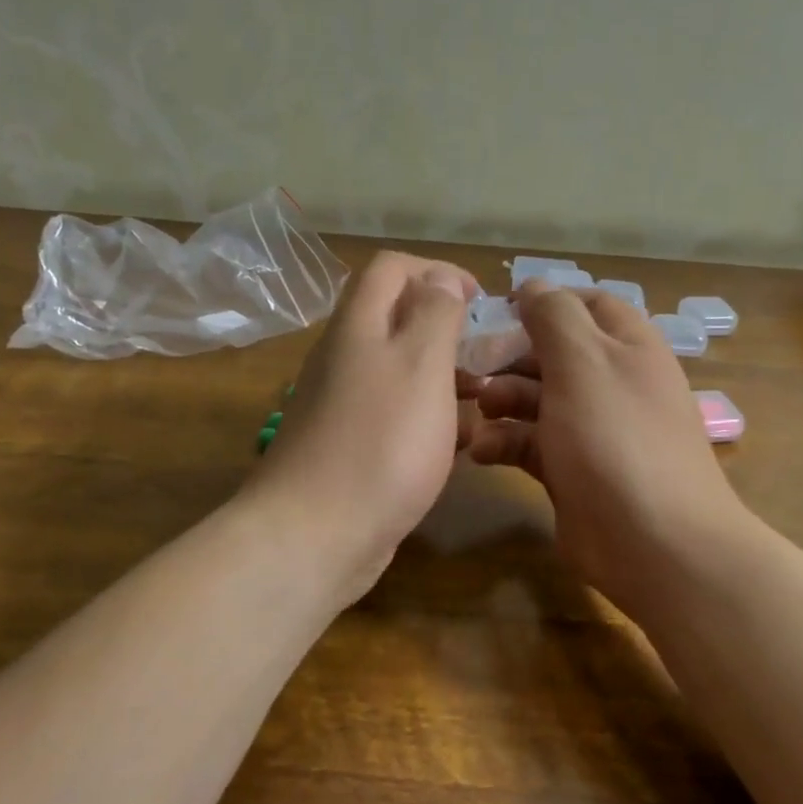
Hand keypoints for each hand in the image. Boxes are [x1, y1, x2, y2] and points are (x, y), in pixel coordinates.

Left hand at [244, 251, 477, 599]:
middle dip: (447, 330)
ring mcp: (342, 406)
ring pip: (400, 374)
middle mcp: (344, 358)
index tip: (481, 300)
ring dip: (444, 380)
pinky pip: (395, 418)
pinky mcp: (349, 448)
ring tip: (484, 402)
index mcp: (358, 326)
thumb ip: (436, 313)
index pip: (392, 267)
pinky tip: (459, 448)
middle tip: (488, 357)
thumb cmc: (381, 442)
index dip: (439, 270)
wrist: (315, 536)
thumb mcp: (421, 364)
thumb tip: (441, 276)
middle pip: (396, 320)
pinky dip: (428, 421)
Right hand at [464, 284, 745, 619]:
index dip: (542, 304)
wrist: (654, 542)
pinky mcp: (572, 472)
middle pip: (553, 354)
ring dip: (502, 400)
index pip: (585, 305)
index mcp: (627, 347)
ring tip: (476, 409)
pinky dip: (506, 443)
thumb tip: (533, 285)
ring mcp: (593, 430)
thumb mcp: (583, 362)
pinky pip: (532, 444)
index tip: (495, 312)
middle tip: (470, 368)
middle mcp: (612, 383)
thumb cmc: (616, 438)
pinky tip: (482, 451)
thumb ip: (554, 317)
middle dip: (511, 357)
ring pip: (538, 400)